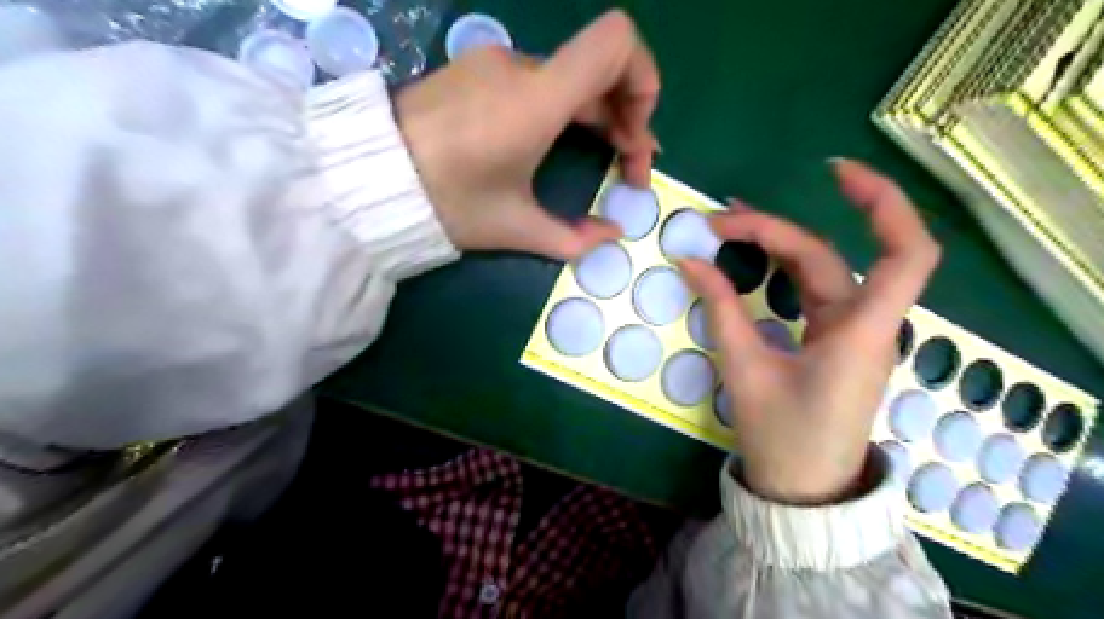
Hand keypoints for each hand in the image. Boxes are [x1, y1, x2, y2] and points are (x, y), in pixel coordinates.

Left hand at [396, 11, 654, 257]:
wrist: (368, 179)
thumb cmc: (447, 202)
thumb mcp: (514, 228)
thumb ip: (573, 238)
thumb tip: (610, 236)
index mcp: (537, 99)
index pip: (616, 43)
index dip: (644, 82)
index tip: (635, 137)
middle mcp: (521, 67)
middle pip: (600, 70)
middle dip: (627, 118)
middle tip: (629, 168)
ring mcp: (494, 64)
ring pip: (569, 79)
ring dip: (596, 115)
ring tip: (602, 157)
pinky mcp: (475, 72)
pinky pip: (538, 81)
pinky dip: (563, 108)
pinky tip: (555, 141)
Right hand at [683, 162, 938, 503]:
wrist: (803, 489)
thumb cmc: (782, 437)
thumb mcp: (745, 370)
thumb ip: (720, 309)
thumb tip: (689, 260)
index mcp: (860, 332)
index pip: (905, 253)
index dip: (883, 204)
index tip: (835, 173)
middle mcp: (864, 324)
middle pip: (828, 256)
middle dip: (774, 230)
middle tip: (717, 222)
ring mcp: (850, 332)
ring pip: (820, 270)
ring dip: (777, 244)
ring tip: (727, 227)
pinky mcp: (833, 341)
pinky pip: (812, 291)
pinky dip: (781, 269)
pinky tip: (752, 259)